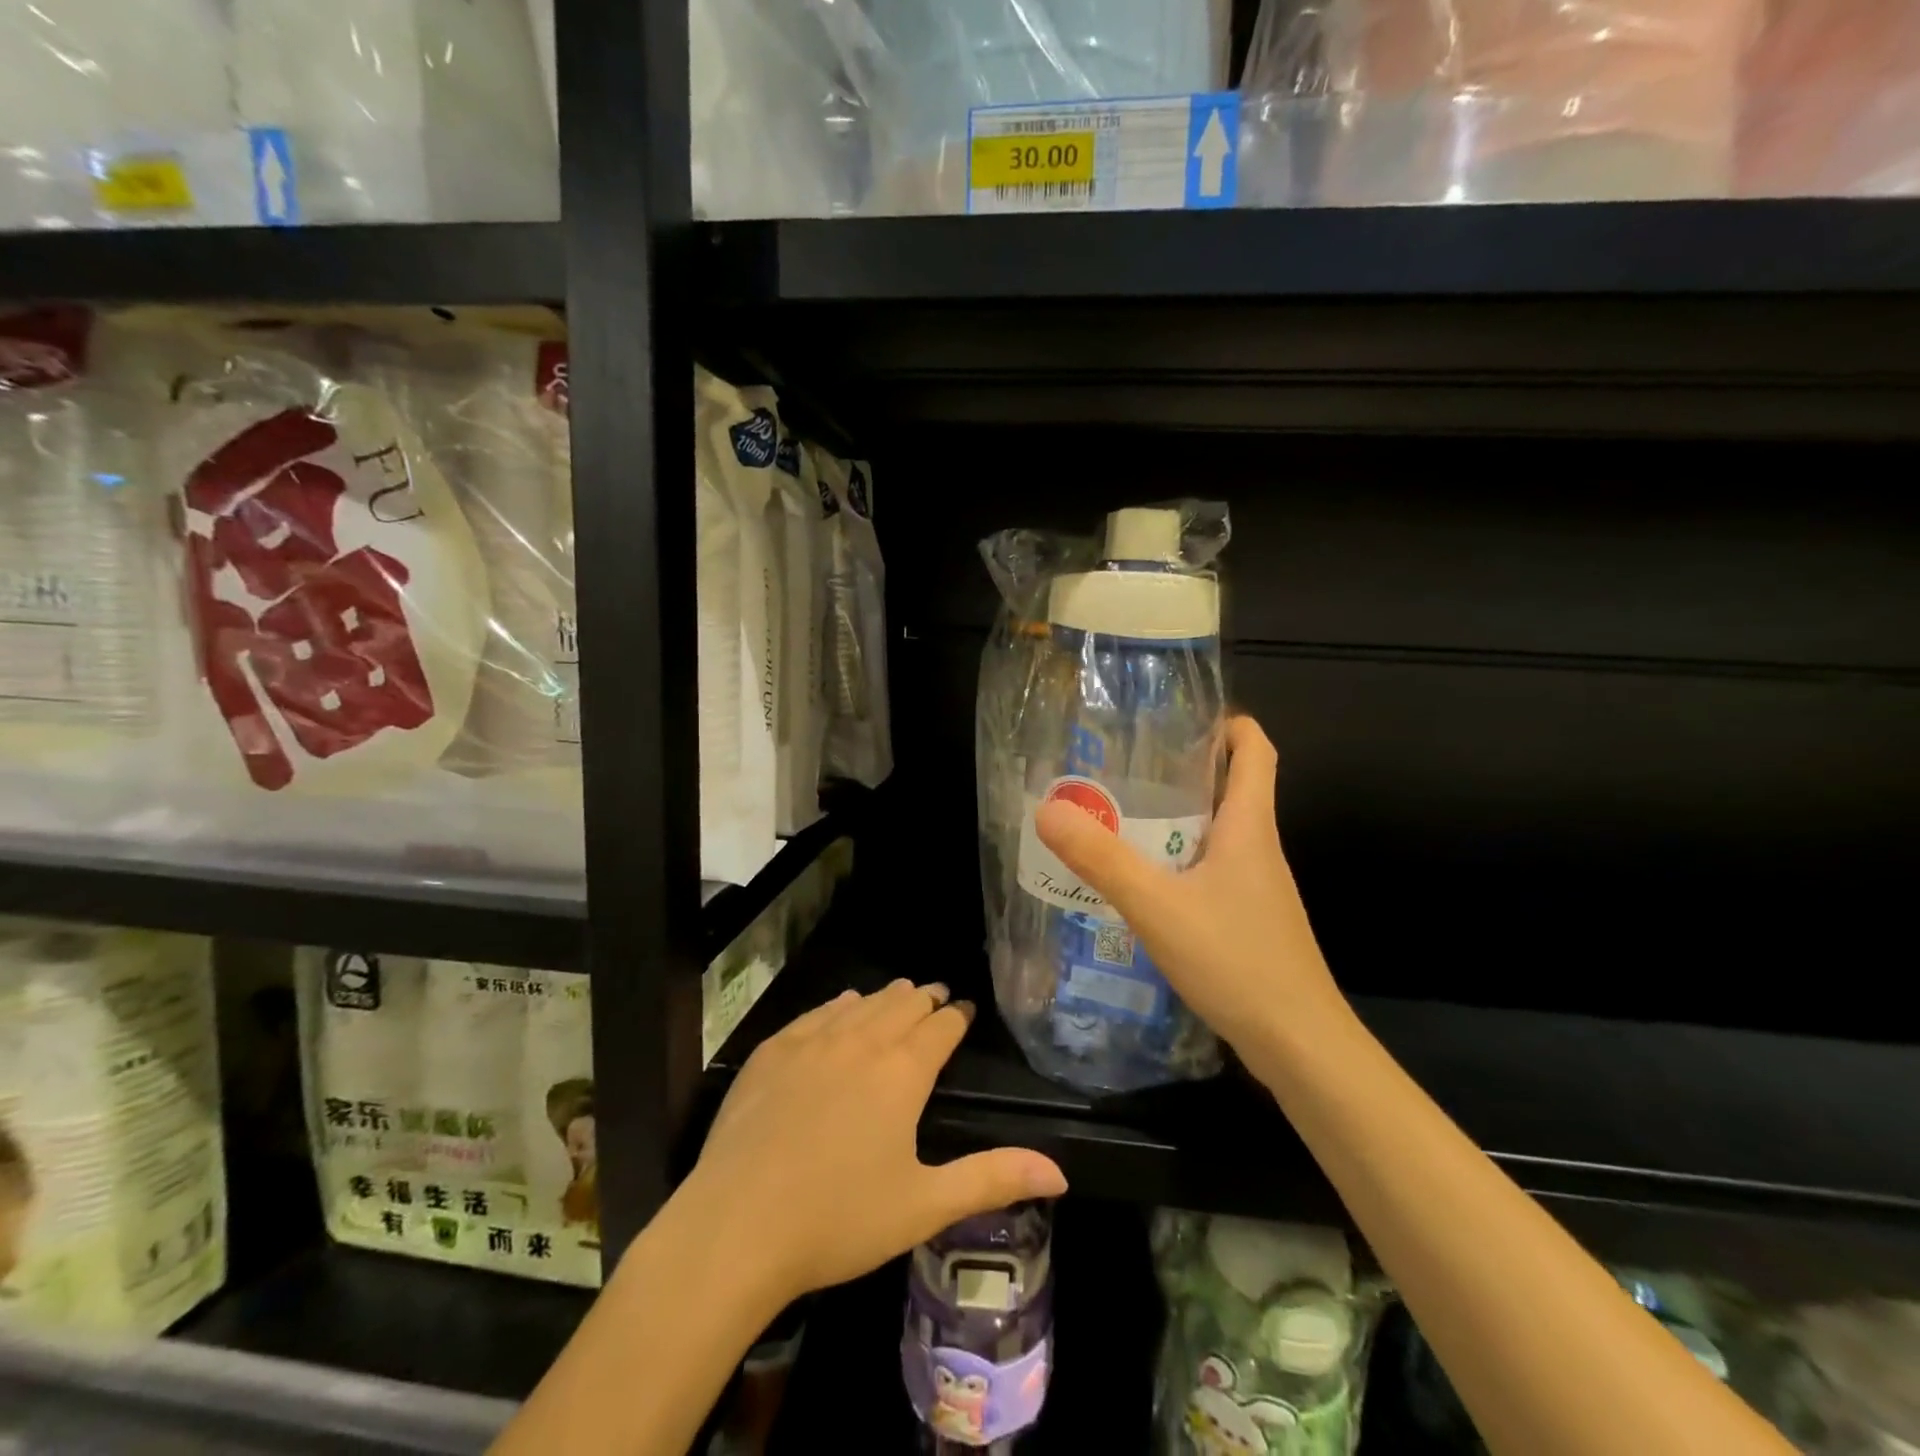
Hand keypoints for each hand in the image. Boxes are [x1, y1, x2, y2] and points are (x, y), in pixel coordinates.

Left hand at [685, 981, 1067, 1303]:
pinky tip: (844, 1005)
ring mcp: (813, 1042)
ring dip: (886, 998)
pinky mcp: (773, 1052)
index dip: (957, 1016)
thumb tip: (1060, 1170)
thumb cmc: (839, 1219)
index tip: (965, 1008)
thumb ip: (992, 1178)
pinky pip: (818, 1013)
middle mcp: (862, 1042)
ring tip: (900, 993)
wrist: (736, 1225)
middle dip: (925, 999)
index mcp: (902, 1073)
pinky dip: (840, 1006)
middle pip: (902, 1006)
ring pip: (862, 1004)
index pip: (940, 1028)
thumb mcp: (924, 1206)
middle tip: (937, 996)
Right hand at [1035, 715, 1344, 1060]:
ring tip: (1123, 819)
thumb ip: (1101, 859)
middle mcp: (1260, 849)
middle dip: (1187, 769)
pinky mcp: (1251, 920)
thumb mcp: (1157, 905)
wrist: (1299, 1045)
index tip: (1184, 717)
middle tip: (1128, 767)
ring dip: (1179, 820)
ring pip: (1220, 834)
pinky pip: (1214, 872)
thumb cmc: (1236, 960)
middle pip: (1234, 788)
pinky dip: (1181, 862)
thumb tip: (1048, 809)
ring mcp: (1259, 888)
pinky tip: (1145, 885)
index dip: (1230, 724)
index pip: (1257, 751)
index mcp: (1250, 827)